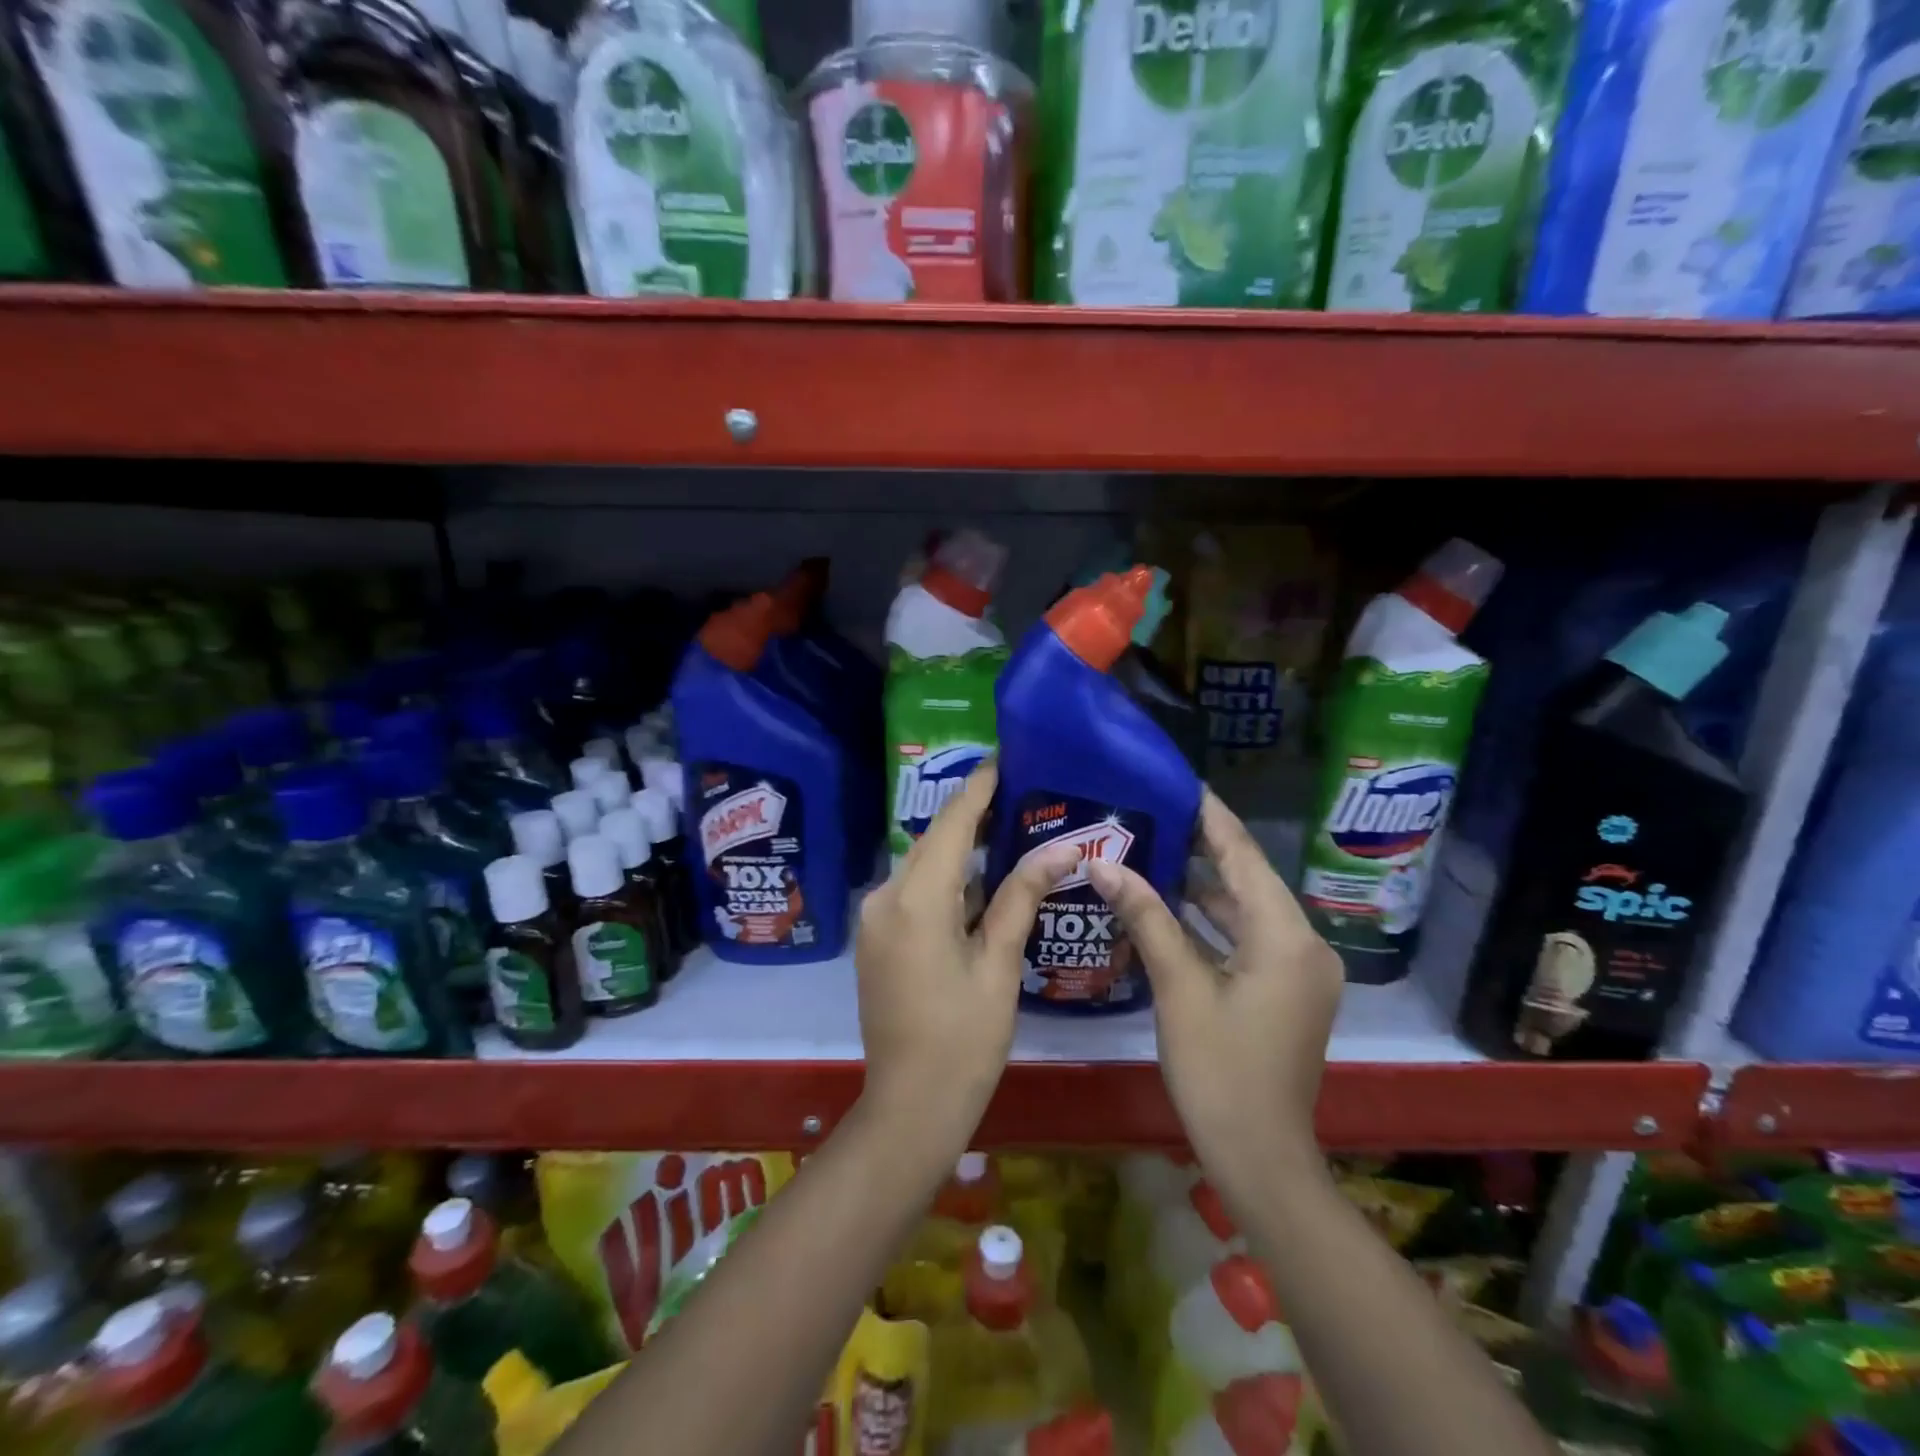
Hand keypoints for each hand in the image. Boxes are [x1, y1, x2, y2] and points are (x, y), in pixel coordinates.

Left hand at [853, 762, 1079, 1149]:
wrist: (910, 1106)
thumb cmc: (964, 1040)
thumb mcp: (999, 965)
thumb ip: (1022, 897)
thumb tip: (1061, 848)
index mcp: (916, 900)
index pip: (951, 824)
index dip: (978, 788)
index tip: (1003, 757)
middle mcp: (885, 897)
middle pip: (933, 840)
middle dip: (971, 814)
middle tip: (1017, 792)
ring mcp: (876, 918)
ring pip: (923, 865)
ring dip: (961, 848)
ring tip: (1008, 826)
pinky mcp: (878, 937)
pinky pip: (913, 891)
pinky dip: (947, 879)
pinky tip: (981, 880)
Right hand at [1088, 791, 1342, 1191]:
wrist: (1261, 1159)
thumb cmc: (1219, 1071)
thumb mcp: (1179, 988)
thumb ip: (1145, 918)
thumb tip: (1103, 863)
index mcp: (1286, 936)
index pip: (1244, 856)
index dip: (1211, 817)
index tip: (1179, 782)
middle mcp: (1304, 943)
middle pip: (1248, 879)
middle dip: (1202, 847)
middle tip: (1153, 813)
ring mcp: (1300, 970)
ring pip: (1248, 910)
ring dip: (1204, 886)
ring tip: (1154, 850)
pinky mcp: (1288, 991)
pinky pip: (1249, 938)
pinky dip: (1214, 922)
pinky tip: (1173, 907)